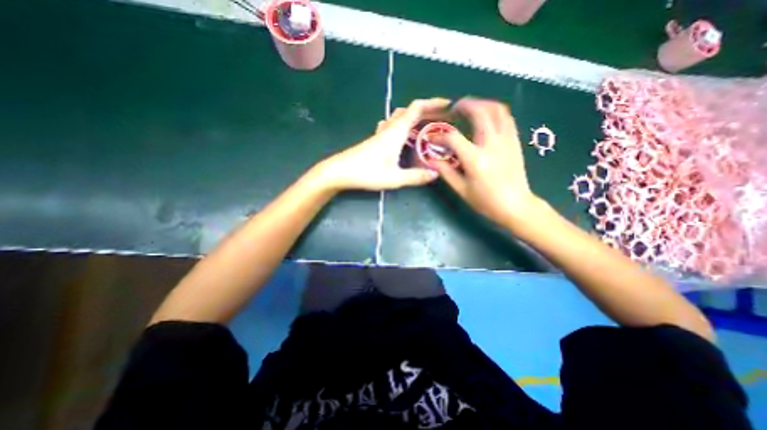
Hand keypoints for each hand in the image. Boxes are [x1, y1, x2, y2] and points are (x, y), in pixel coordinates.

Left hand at [317, 98, 450, 191]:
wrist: (339, 171)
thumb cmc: (366, 173)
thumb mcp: (394, 178)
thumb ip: (415, 176)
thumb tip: (435, 174)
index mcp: (396, 132)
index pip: (416, 109)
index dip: (433, 103)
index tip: (448, 105)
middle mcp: (389, 129)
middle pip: (409, 111)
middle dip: (427, 111)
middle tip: (442, 119)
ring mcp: (381, 134)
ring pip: (400, 118)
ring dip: (415, 118)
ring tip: (427, 127)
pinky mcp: (376, 140)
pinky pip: (393, 127)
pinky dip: (404, 127)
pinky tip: (405, 137)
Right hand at [435, 98, 533, 228]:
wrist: (516, 206)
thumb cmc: (486, 201)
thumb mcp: (461, 189)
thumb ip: (445, 171)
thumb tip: (430, 159)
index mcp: (475, 159)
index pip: (453, 138)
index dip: (439, 136)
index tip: (432, 138)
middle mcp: (492, 144)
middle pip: (479, 112)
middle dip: (464, 106)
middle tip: (453, 109)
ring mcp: (506, 140)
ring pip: (496, 109)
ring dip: (481, 103)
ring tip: (469, 108)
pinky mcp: (515, 140)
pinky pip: (506, 117)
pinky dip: (494, 111)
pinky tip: (486, 115)